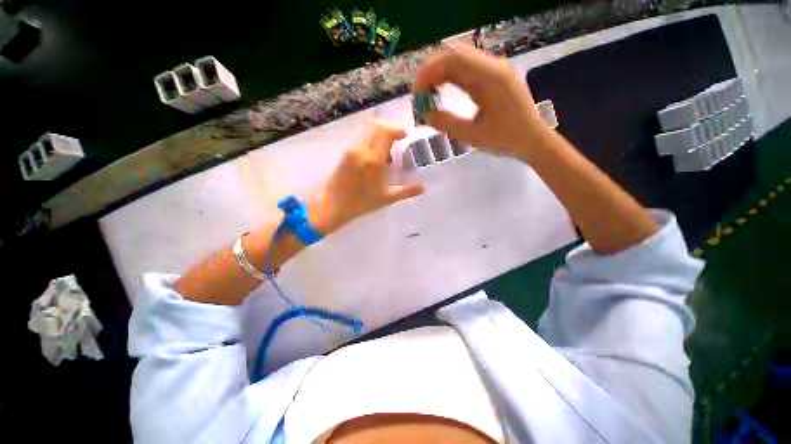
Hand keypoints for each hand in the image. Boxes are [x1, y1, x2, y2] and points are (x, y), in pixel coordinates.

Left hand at [309, 120, 424, 234]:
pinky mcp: (346, 153)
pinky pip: (362, 140)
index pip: (385, 132)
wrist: (333, 205)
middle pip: (377, 127)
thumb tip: (423, 187)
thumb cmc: (361, 203)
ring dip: (381, 136)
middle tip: (400, 139)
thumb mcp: (387, 198)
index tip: (406, 135)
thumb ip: (406, 191)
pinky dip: (372, 142)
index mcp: (374, 160)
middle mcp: (362, 150)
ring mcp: (352, 150)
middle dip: (390, 129)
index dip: (397, 129)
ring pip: (369, 133)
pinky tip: (377, 156)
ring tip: (389, 150)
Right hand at [414, 42, 550, 159]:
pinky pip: (468, 68)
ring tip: (428, 92)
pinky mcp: (495, 75)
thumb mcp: (472, 136)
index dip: (429, 72)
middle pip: (455, 53)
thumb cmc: (505, 139)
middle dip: (432, 70)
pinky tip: (443, 90)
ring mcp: (495, 68)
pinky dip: (451, 76)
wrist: (532, 139)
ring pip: (460, 59)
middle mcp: (493, 65)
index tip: (416, 91)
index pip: (452, 59)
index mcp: (489, 77)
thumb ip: (447, 123)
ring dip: (441, 72)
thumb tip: (425, 114)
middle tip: (420, 93)